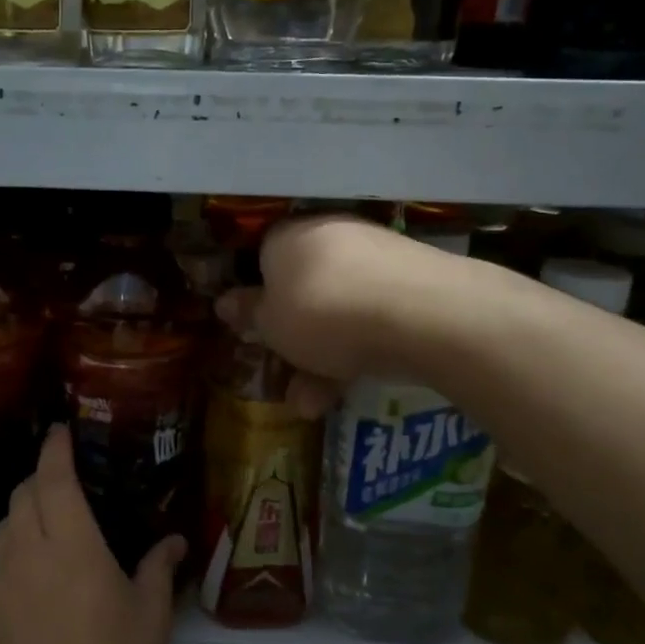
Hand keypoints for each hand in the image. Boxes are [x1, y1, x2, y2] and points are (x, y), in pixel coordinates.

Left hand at [0, 425, 184, 643]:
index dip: (55, 448)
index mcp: (71, 546)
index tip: (60, 431)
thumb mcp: (149, 617)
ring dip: (22, 520)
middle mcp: (25, 555)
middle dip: (39, 480)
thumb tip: (176, 540)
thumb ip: (159, 568)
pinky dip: (11, 566)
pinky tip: (32, 594)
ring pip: (2, 532)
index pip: (54, 478)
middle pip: (21, 496)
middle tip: (61, 485)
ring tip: (46, 535)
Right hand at [216, 214, 447, 415]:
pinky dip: (357, 352)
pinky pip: (371, 318)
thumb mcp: (271, 324)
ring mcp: (375, 258)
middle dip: (292, 339)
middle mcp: (330, 237)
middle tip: (285, 374)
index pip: (262, 259)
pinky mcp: (412, 283)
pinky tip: (347, 392)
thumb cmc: (321, 313)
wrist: (420, 314)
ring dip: (320, 359)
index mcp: (287, 237)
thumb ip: (250, 314)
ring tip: (311, 406)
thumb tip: (225, 302)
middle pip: (302, 289)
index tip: (254, 332)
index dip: (256, 298)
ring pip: (337, 310)